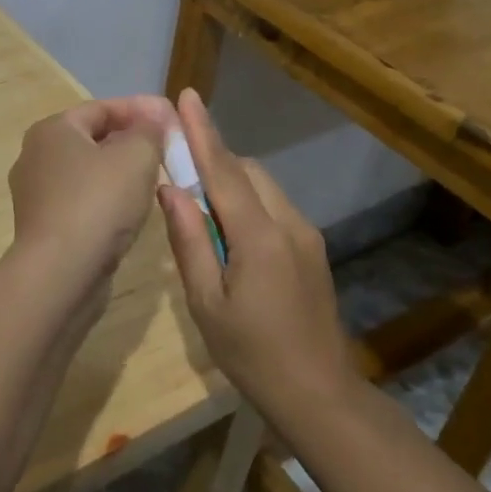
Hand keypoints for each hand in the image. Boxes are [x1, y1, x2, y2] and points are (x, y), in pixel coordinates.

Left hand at [8, 95, 175, 299]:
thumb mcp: (136, 156)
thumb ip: (150, 130)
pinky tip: (130, 212)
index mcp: (52, 130)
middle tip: (166, 150)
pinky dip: (106, 200)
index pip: (102, 108)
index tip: (172, 118)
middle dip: (131, 141)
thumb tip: (156, 115)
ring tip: (155, 179)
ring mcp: (36, 194)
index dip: (140, 110)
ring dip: (120, 172)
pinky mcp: (44, 227)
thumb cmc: (98, 203)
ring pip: (88, 172)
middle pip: (92, 138)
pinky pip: (81, 202)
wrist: (60, 274)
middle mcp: (36, 156)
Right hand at [156, 89, 359, 411]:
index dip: (203, 131)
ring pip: (263, 186)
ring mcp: (306, 234)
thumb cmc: (252, 355)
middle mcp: (289, 223)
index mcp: (260, 236)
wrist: (320, 395)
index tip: (187, 96)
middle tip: (178, 171)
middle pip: (247, 171)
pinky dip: (247, 203)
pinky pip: (274, 207)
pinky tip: (231, 236)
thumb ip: (189, 240)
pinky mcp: (313, 248)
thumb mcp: (206, 303)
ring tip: (201, 211)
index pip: (224, 170)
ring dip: (230, 183)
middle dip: (214, 160)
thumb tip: (170, 189)